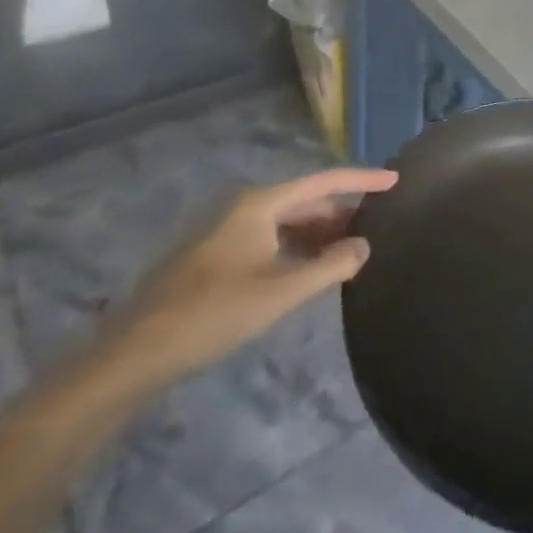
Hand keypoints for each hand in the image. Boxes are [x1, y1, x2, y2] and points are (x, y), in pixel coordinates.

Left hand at [95, 167, 396, 397]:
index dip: (362, 180)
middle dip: (343, 210)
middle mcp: (246, 207)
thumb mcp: (280, 292)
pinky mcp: (218, 254)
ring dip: (321, 231)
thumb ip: (329, 267)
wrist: (136, 353)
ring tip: (355, 246)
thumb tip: (365, 246)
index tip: (396, 180)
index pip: (324, 181)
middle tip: (380, 222)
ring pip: (288, 220)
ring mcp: (229, 229)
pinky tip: (314, 266)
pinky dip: (298, 246)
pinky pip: (272, 238)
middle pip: (306, 199)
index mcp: (260, 204)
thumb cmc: (213, 314)